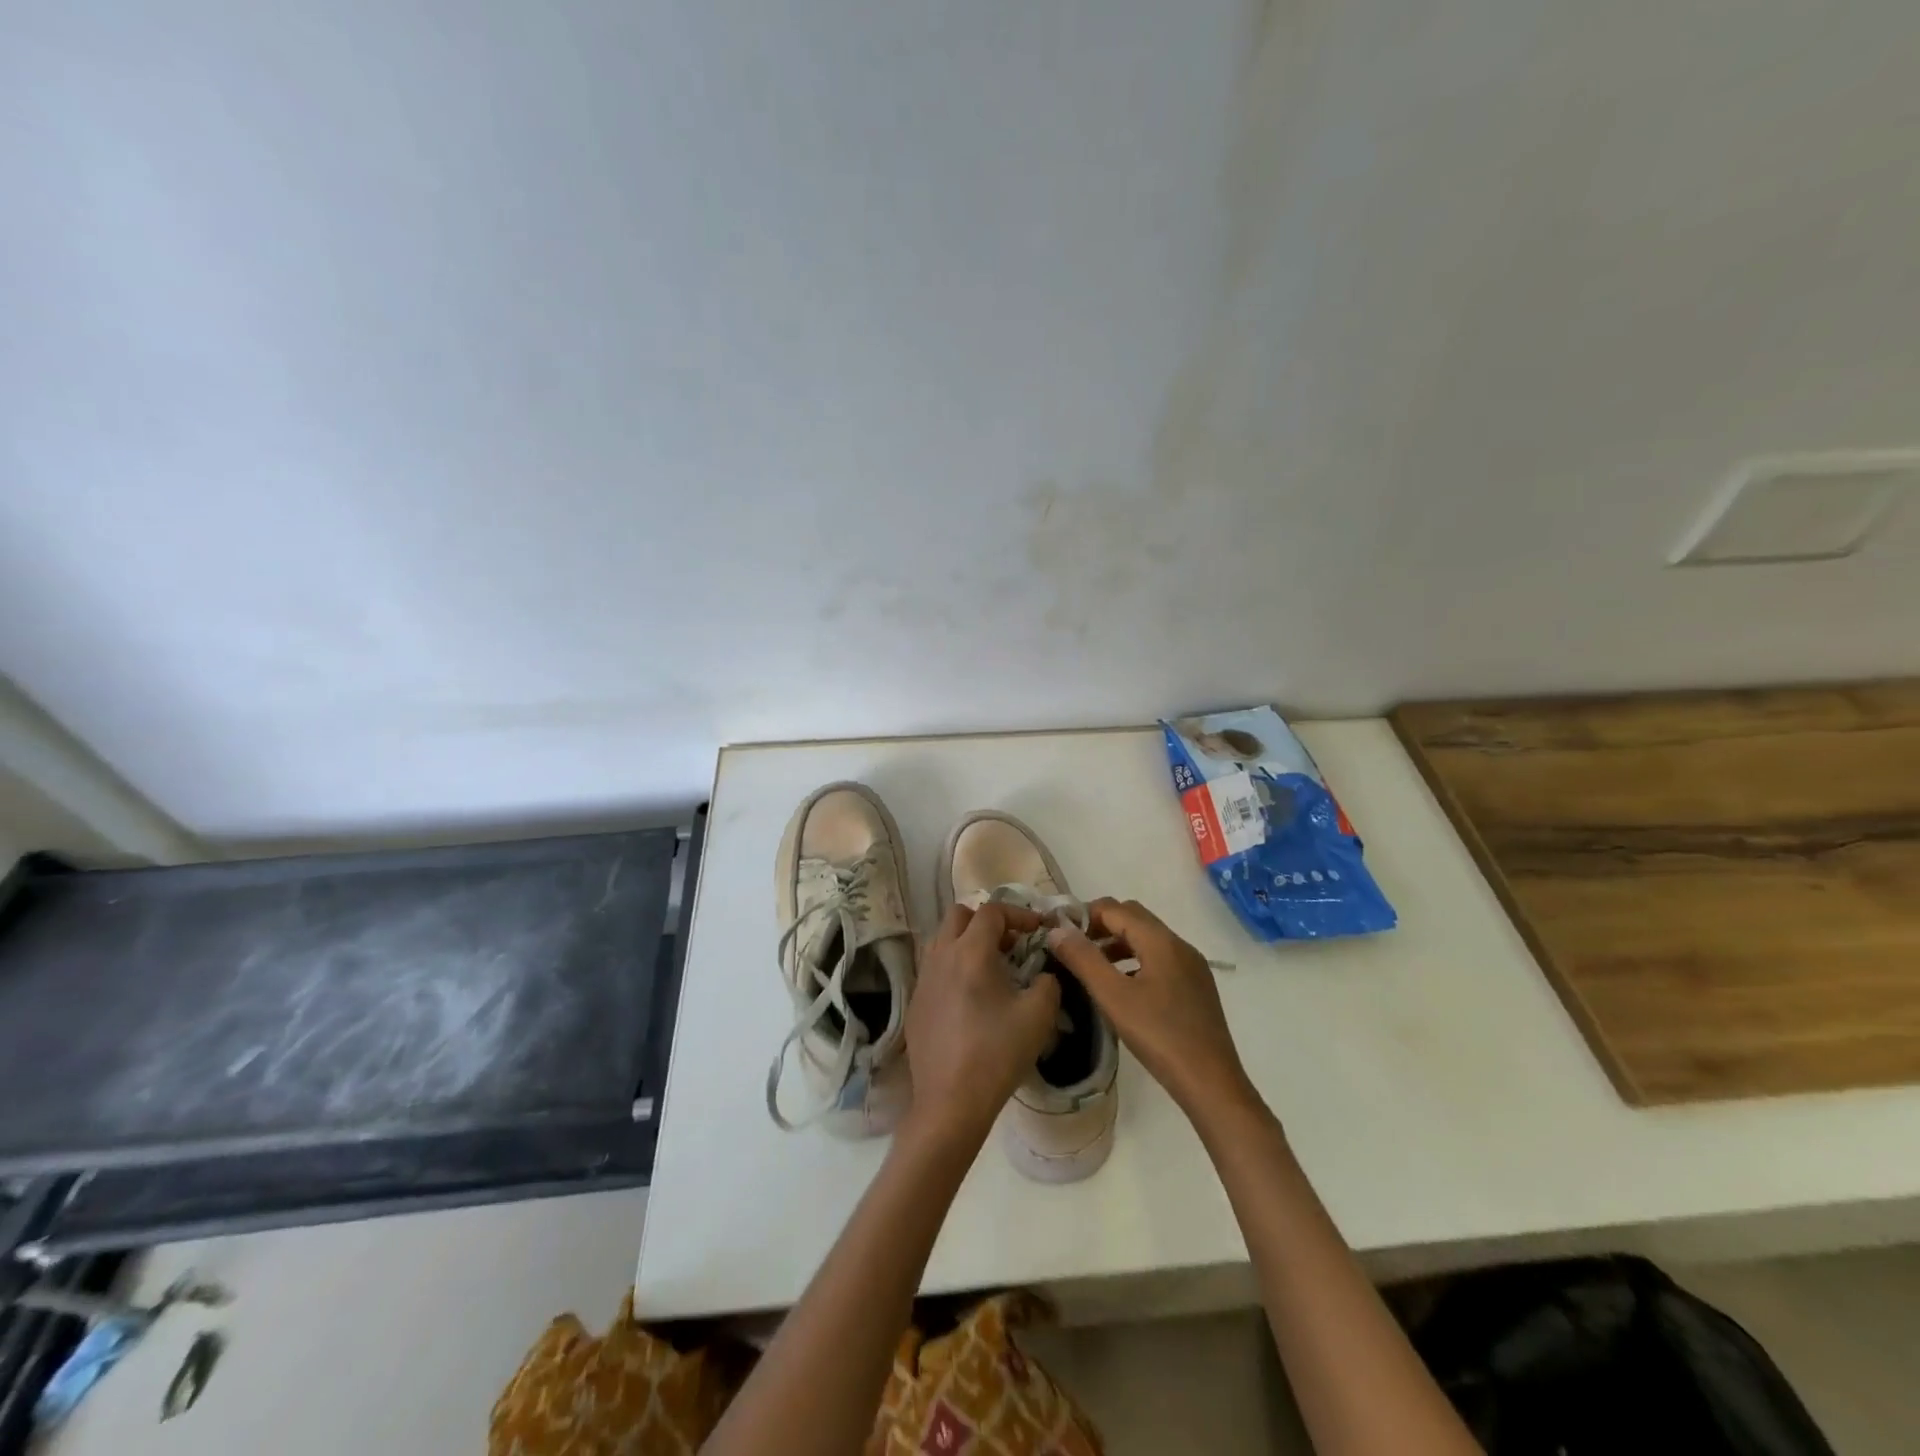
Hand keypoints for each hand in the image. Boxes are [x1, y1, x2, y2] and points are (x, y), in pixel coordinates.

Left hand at [903, 903, 1062, 1147]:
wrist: (950, 1102)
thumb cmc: (997, 1053)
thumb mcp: (1039, 1015)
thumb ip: (1048, 983)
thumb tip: (1043, 974)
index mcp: (971, 952)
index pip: (992, 911)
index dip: (1018, 914)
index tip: (1038, 930)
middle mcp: (941, 956)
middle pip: (959, 915)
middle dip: (987, 921)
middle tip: (1011, 944)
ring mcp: (922, 979)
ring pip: (942, 939)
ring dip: (966, 941)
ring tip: (990, 967)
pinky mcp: (914, 1002)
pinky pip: (934, 969)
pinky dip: (953, 967)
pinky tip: (969, 998)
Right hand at [1045, 898, 1254, 1120]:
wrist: (1211, 1083)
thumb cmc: (1159, 1036)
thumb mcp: (1113, 997)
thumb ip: (1083, 959)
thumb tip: (1058, 930)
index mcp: (1161, 941)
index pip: (1115, 909)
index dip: (1085, 915)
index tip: (1060, 933)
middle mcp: (1180, 945)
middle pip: (1134, 918)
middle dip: (1101, 926)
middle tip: (1075, 949)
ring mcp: (1192, 966)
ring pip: (1148, 939)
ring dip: (1118, 944)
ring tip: (1093, 968)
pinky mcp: (1197, 987)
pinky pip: (1160, 959)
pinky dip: (1136, 961)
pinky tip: (1123, 988)